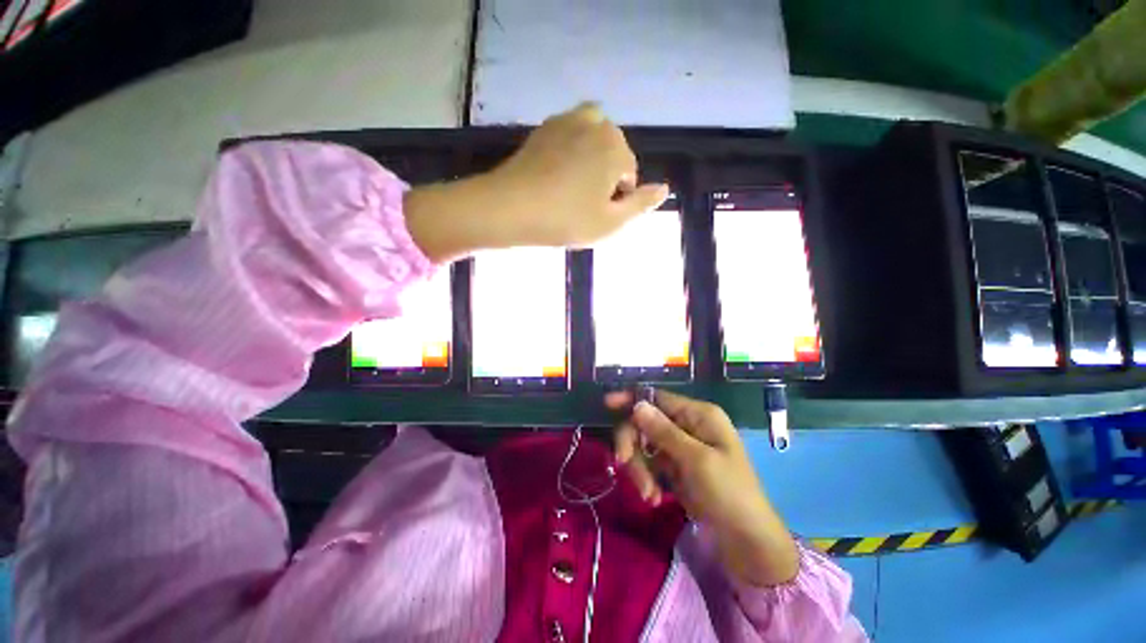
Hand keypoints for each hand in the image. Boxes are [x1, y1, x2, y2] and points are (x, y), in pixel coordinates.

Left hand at [406, 103, 668, 261]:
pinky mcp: (544, 127)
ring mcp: (566, 121)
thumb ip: (641, 205)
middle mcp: (596, 124)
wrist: (510, 208)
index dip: (617, 198)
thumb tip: (665, 189)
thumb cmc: (565, 220)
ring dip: (590, 160)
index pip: (629, 174)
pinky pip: (570, 135)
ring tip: (573, 186)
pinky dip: (571, 151)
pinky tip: (556, 174)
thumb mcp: (611, 222)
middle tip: (582, 204)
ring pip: (593, 140)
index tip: (596, 214)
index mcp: (616, 147)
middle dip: (604, 176)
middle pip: (613, 153)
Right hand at [606, 389, 798, 586]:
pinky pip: (649, 464)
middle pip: (644, 422)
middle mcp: (687, 425)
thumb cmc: (729, 494)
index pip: (658, 397)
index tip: (607, 404)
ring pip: (643, 445)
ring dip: (639, 468)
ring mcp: (679, 447)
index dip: (632, 398)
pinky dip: (646, 479)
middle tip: (623, 465)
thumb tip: (637, 404)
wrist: (747, 542)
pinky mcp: (674, 467)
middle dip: (633, 444)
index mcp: (698, 415)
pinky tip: (653, 497)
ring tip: (649, 495)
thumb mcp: (697, 461)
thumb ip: (664, 432)